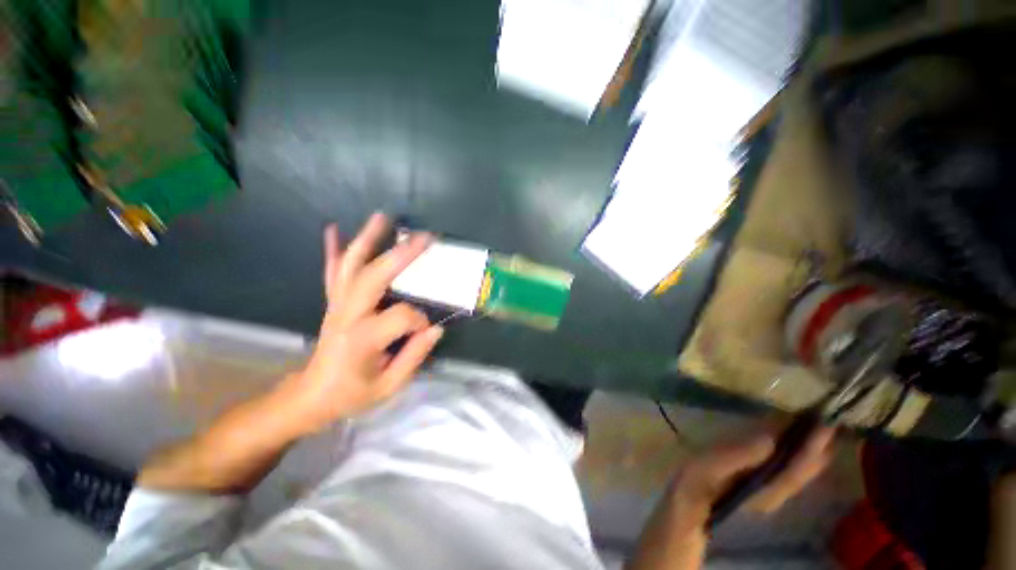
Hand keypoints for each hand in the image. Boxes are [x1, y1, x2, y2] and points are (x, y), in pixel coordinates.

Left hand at [281, 213, 442, 433]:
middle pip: (374, 276)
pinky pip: (331, 272)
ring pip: (350, 265)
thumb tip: (436, 329)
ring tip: (382, 217)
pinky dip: (332, 250)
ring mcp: (336, 305)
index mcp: (362, 338)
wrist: (310, 396)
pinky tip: (333, 229)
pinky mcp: (332, 302)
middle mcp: (347, 314)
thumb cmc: (351, 394)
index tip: (425, 332)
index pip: (402, 316)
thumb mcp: (388, 386)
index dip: (419, 321)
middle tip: (424, 237)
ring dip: (367, 239)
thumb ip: (414, 357)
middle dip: (402, 254)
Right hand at [674, 426, 835, 523]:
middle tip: (830, 418)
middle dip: (821, 446)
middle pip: (808, 470)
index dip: (813, 446)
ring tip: (821, 425)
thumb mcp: (710, 467)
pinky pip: (794, 468)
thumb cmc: (696, 483)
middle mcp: (778, 493)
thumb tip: (770, 437)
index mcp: (766, 489)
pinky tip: (800, 441)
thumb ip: (740, 455)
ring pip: (805, 471)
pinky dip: (802, 453)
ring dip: (815, 449)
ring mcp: (775, 491)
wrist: (689, 505)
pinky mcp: (767, 485)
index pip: (798, 468)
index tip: (826, 423)